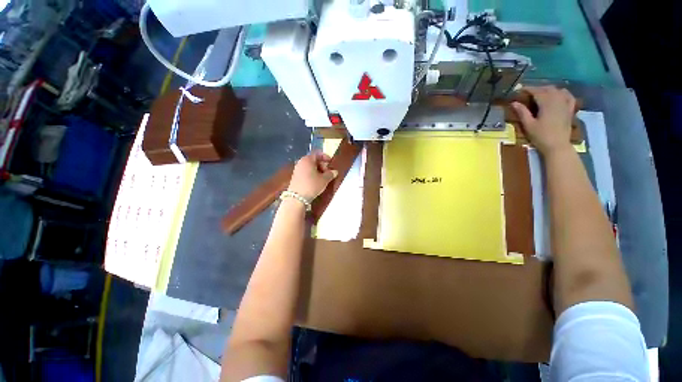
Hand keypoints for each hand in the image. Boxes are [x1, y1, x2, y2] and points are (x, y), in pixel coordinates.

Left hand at [288, 152, 337, 200]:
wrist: (297, 198)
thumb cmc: (312, 185)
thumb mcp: (324, 180)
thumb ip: (330, 174)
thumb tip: (335, 171)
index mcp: (308, 159)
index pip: (317, 153)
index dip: (325, 157)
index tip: (331, 163)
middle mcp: (301, 162)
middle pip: (313, 160)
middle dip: (322, 165)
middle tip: (328, 172)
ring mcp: (297, 169)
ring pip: (309, 166)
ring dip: (317, 170)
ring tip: (323, 178)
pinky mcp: (295, 177)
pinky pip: (306, 172)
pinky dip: (312, 174)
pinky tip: (316, 182)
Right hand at [512, 86, 576, 155]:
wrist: (557, 146)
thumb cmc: (541, 136)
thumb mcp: (528, 125)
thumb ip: (522, 112)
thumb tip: (514, 103)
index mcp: (547, 103)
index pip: (537, 91)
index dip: (528, 89)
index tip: (519, 89)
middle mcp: (558, 100)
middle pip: (548, 89)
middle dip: (537, 88)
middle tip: (528, 92)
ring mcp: (566, 104)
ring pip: (558, 90)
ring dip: (548, 89)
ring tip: (541, 93)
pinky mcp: (570, 109)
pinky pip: (569, 96)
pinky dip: (563, 93)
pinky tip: (559, 94)